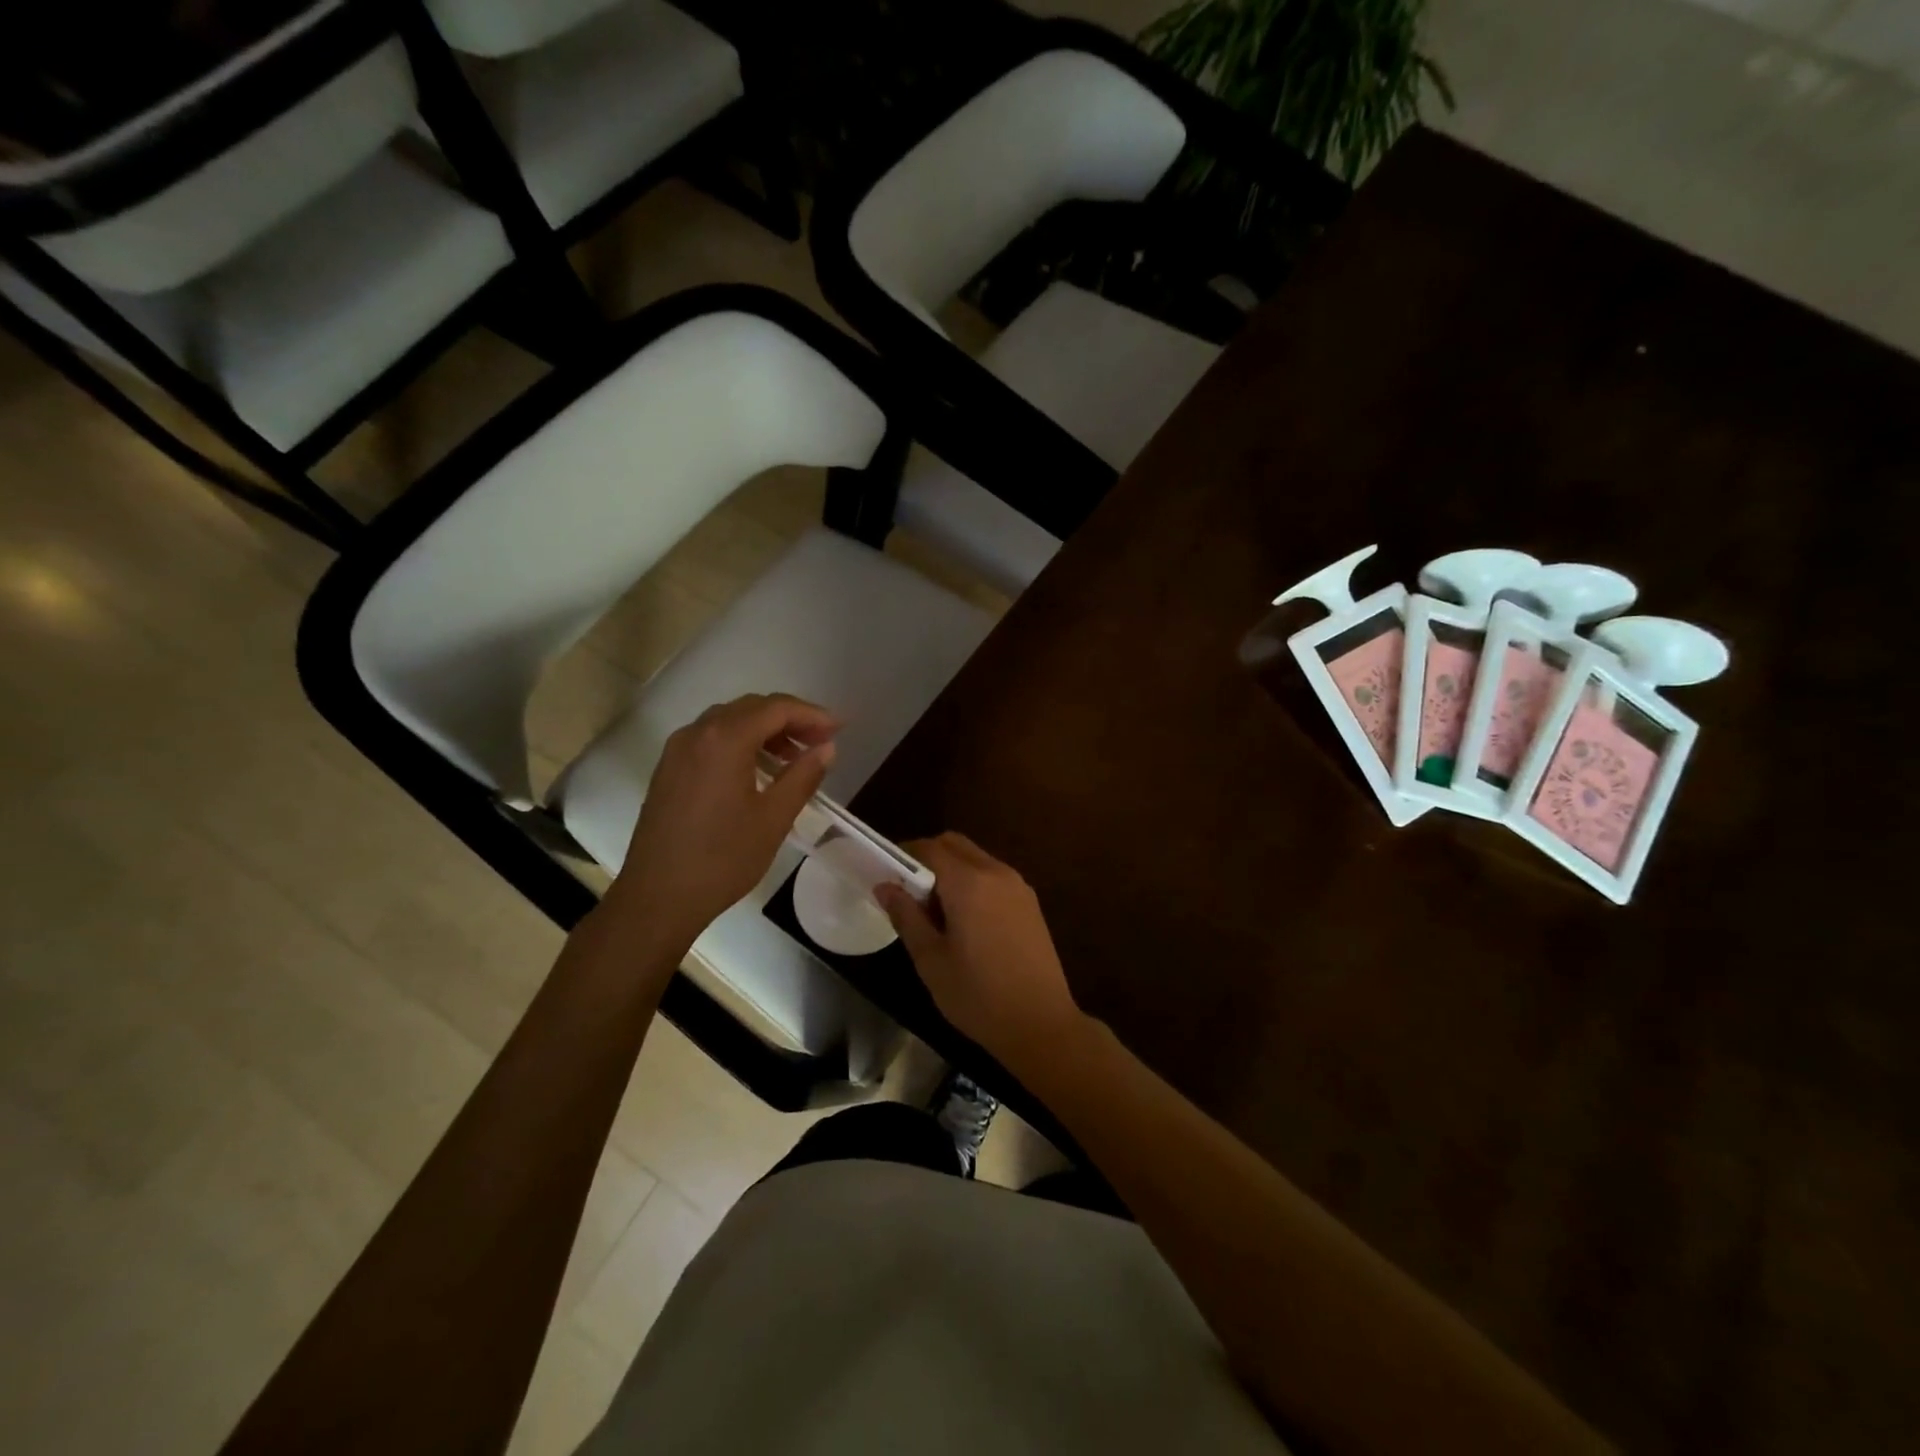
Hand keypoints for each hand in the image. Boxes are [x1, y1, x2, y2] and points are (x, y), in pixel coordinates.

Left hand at [609, 694, 836, 952]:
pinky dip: (741, 743)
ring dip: (765, 730)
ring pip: (729, 722)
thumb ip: (803, 776)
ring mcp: (677, 751)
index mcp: (725, 739)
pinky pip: (711, 740)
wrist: (657, 897)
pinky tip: (758, 771)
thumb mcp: (774, 818)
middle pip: (751, 708)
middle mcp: (697, 733)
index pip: (776, 708)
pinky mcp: (669, 770)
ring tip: (794, 758)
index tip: (839, 728)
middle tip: (821, 742)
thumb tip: (826, 748)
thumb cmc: (722, 858)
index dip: (812, 715)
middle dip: (790, 719)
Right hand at [875, 833, 1085, 1074]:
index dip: (904, 854)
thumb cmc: (977, 995)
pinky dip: (973, 882)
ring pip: (976, 858)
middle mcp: (996, 872)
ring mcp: (1018, 886)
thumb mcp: (931, 959)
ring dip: (951, 869)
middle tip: (908, 891)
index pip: (930, 848)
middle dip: (928, 857)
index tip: (886, 874)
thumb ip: (906, 916)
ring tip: (934, 910)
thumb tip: (884, 886)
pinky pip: (993, 876)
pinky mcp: (1030, 902)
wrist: (1041, 1024)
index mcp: (969, 882)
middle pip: (955, 845)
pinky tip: (964, 920)